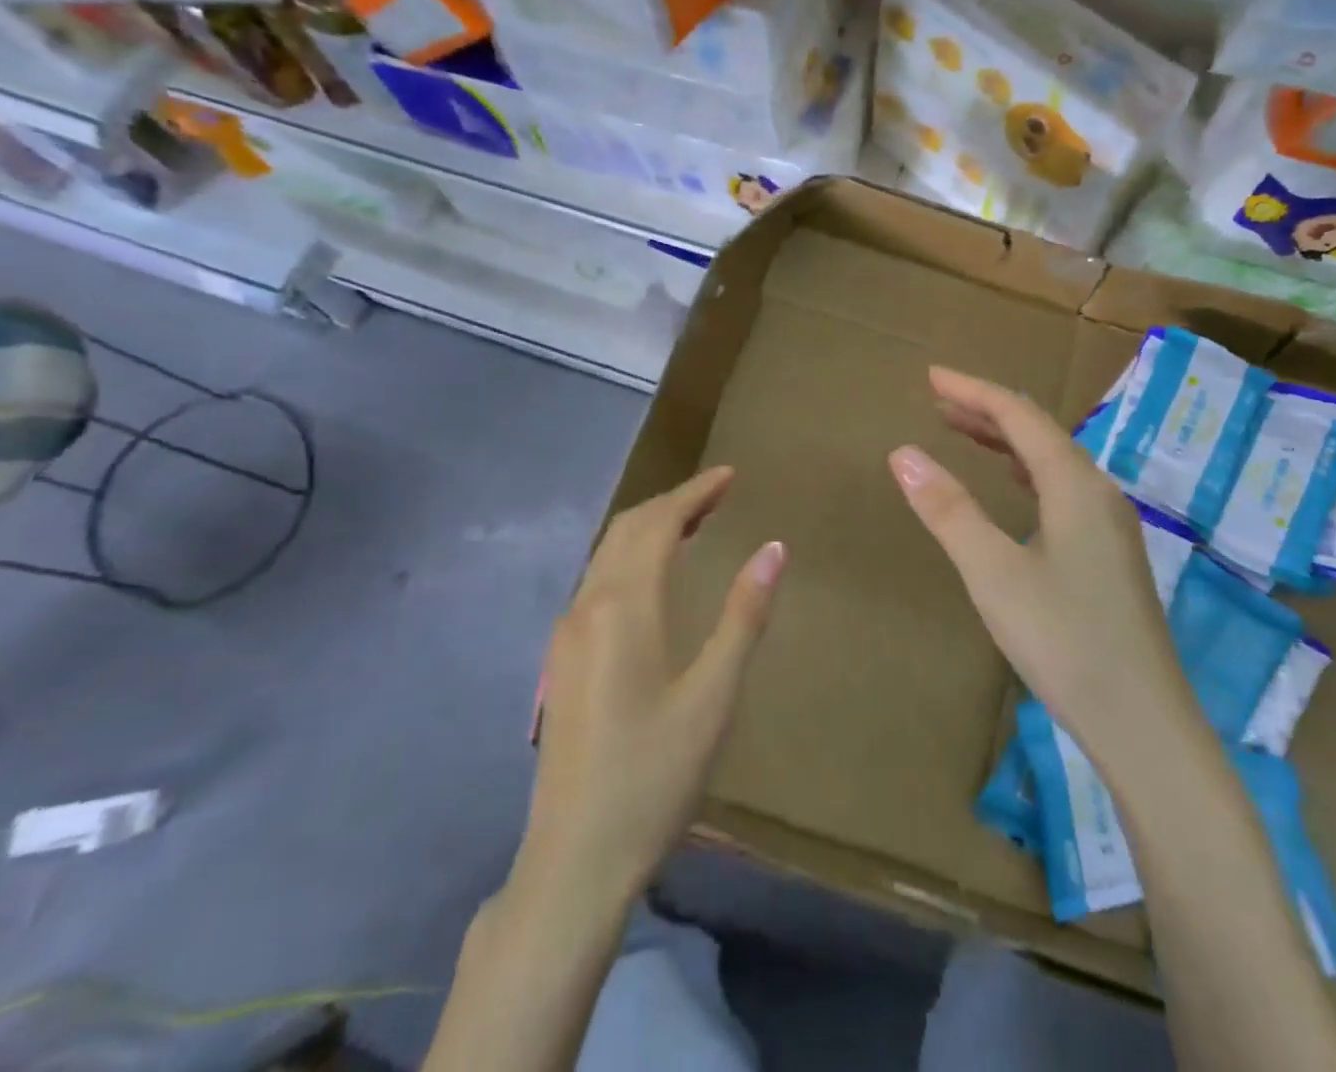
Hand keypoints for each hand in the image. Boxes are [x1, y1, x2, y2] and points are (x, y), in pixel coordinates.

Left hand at [520, 466, 784, 905]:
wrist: (574, 859)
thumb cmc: (654, 776)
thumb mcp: (713, 696)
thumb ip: (743, 615)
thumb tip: (773, 548)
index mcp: (623, 607)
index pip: (658, 524)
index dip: (695, 493)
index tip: (730, 475)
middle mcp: (587, 605)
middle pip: (627, 529)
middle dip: (672, 503)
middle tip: (717, 495)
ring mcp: (567, 633)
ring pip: (607, 554)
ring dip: (648, 528)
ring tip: (693, 525)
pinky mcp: (562, 659)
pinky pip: (597, 581)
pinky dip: (630, 557)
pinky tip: (654, 578)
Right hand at [888, 367, 1185, 760]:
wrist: (1143, 723)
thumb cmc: (1065, 641)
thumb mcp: (993, 573)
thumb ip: (948, 510)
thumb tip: (903, 453)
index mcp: (1075, 485)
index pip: (1018, 416)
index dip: (973, 391)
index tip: (930, 378)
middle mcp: (1098, 492)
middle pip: (1038, 432)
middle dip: (986, 409)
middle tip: (937, 399)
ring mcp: (1109, 523)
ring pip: (1052, 460)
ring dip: (1005, 439)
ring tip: (961, 429)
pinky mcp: (1109, 552)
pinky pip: (1061, 488)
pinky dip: (1025, 471)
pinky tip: (1012, 484)